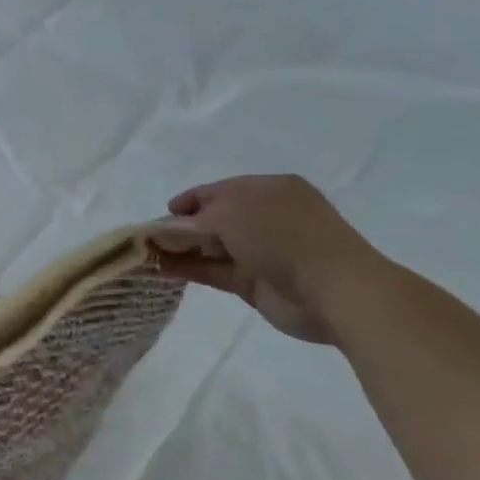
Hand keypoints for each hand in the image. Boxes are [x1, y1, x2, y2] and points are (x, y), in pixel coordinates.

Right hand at [162, 175, 391, 343]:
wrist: (333, 289)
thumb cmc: (282, 236)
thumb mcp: (231, 212)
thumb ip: (196, 218)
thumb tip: (172, 227)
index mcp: (269, 189)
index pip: (220, 189)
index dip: (190, 200)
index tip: (162, 214)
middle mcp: (266, 217)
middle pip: (214, 218)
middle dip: (182, 226)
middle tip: (149, 237)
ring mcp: (262, 251)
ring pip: (212, 246)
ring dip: (181, 249)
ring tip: (147, 255)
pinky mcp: (255, 282)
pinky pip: (215, 271)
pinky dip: (189, 269)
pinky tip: (162, 269)